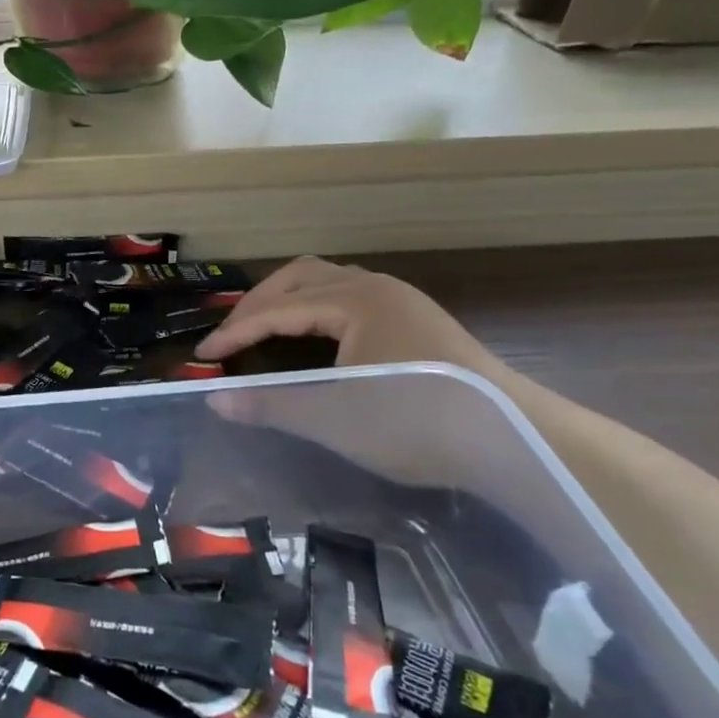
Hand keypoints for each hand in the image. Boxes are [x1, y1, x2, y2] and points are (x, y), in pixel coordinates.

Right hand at [195, 257, 512, 486]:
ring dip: (290, 301)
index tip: (203, 356)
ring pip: (329, 283)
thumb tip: (214, 400)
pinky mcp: (419, 322)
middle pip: (301, 277)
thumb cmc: (416, 421)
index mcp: (355, 299)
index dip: (235, 331)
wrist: (515, 439)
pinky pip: (352, 297)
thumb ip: (269, 404)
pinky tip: (318, 339)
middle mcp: (376, 287)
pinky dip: (318, 310)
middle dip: (259, 304)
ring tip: (266, 330)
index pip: (278, 308)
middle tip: (231, 337)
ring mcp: (402, 301)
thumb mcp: (334, 417)